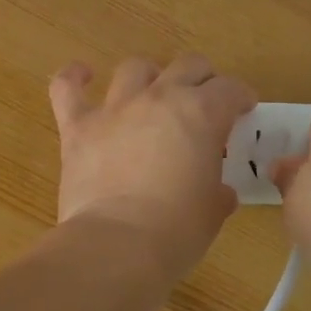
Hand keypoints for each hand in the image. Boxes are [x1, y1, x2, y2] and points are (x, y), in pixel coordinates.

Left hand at [50, 54, 255, 276]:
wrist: (117, 244)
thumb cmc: (177, 230)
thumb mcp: (213, 210)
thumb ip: (217, 191)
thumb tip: (218, 192)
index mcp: (202, 114)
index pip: (230, 89)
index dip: (240, 97)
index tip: (243, 110)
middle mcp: (160, 98)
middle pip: (187, 66)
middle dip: (202, 79)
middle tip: (204, 101)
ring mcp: (116, 108)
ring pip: (135, 68)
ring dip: (149, 76)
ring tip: (152, 92)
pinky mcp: (78, 127)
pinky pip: (68, 88)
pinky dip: (74, 78)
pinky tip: (81, 76)